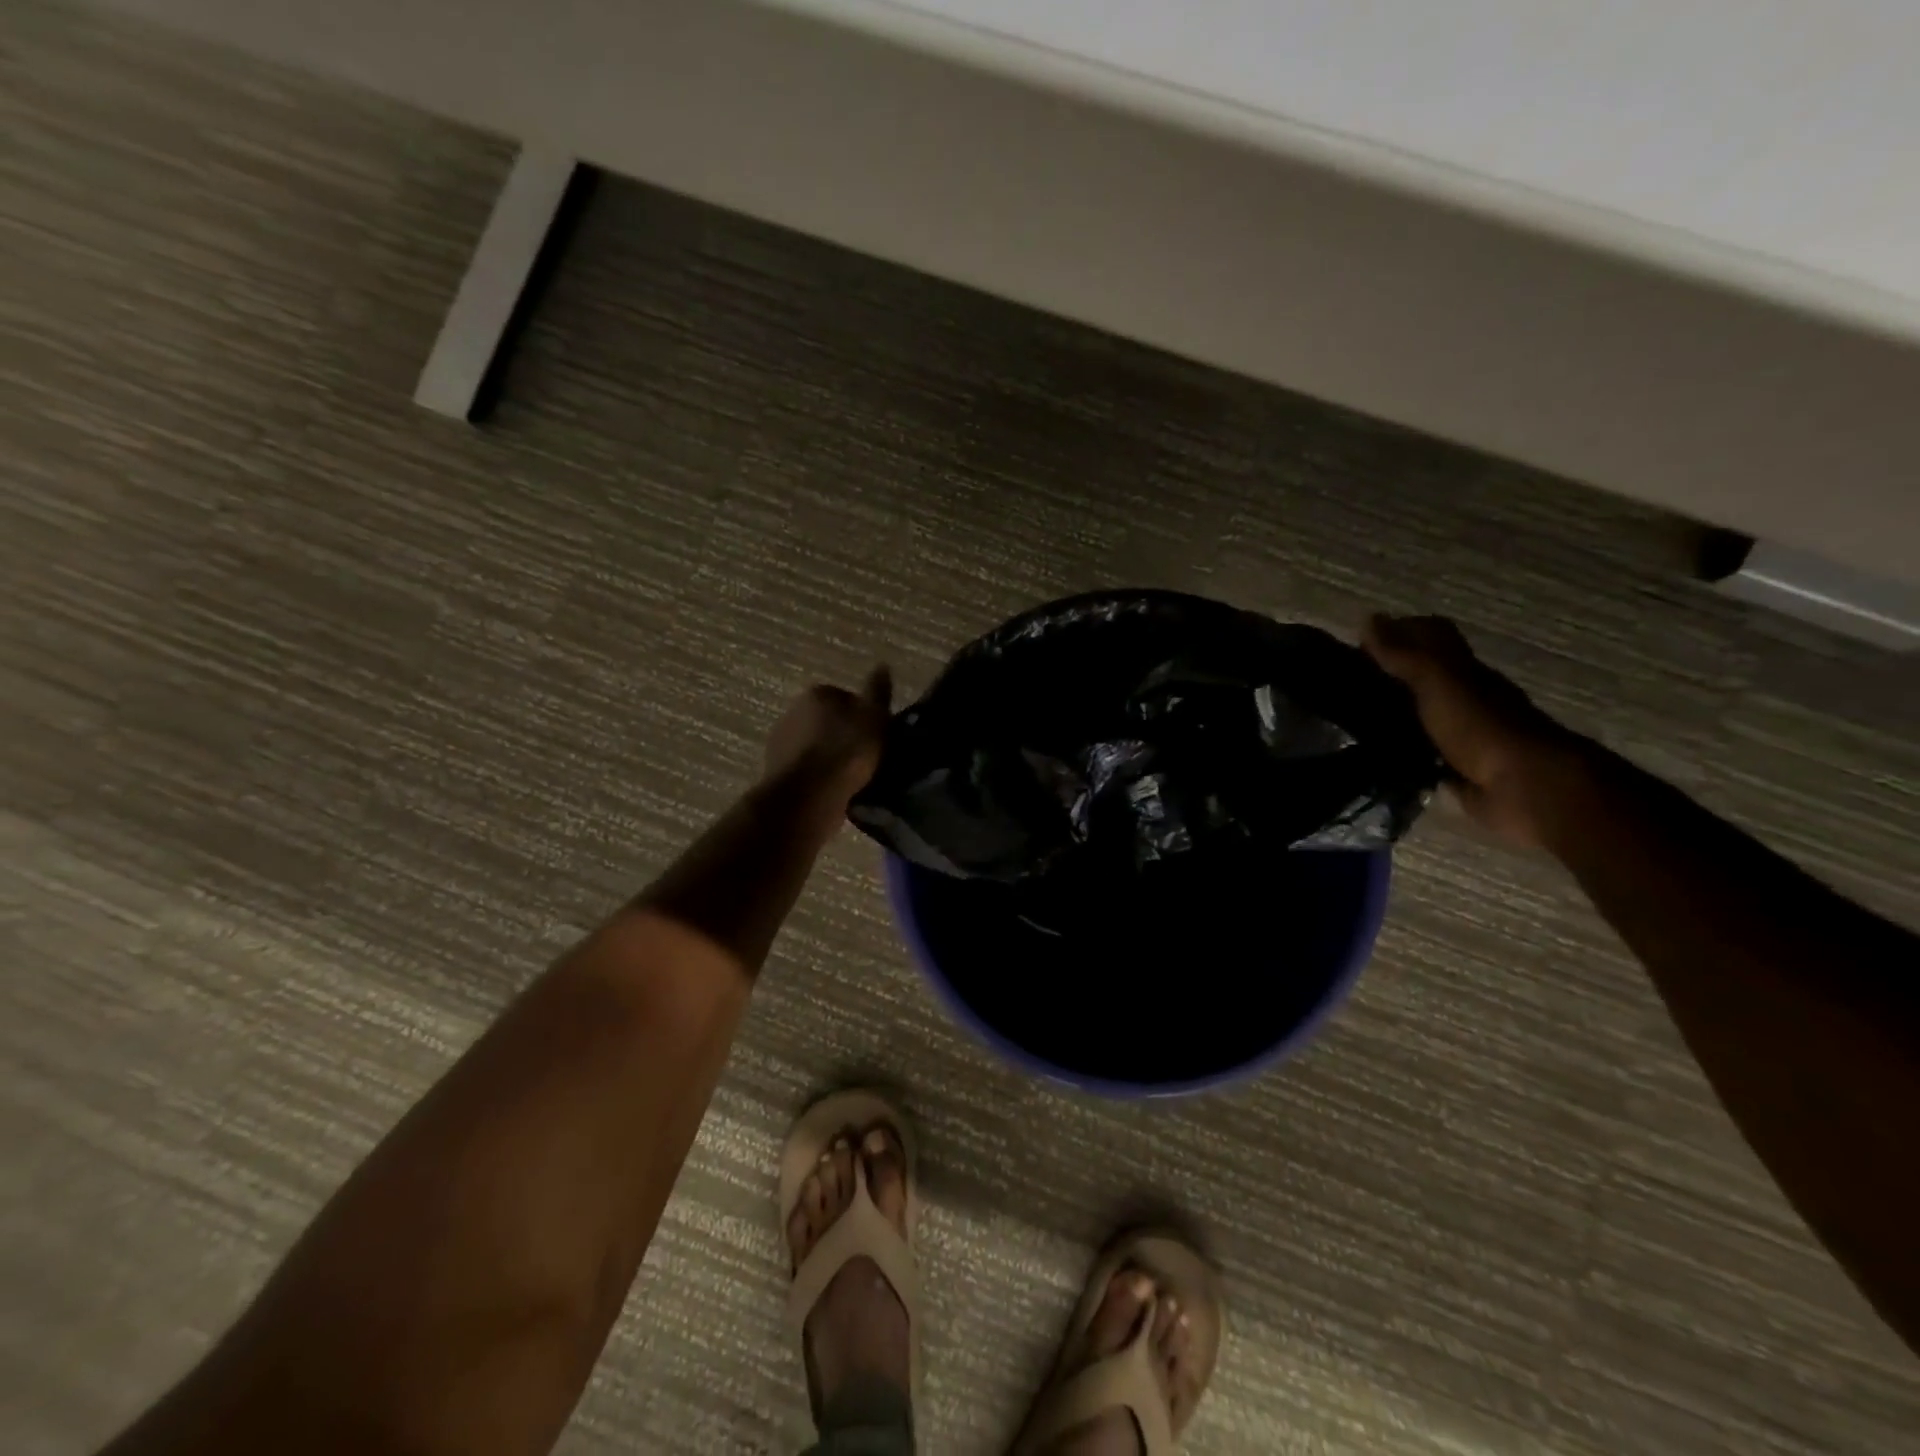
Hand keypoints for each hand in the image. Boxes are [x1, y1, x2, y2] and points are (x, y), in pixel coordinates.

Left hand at [763, 666, 892, 804]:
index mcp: (817, 693)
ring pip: (817, 746)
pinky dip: (820, 777)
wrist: (808, 797)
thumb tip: (882, 665)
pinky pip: (808, 769)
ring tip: (853, 778)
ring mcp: (781, 742)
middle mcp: (793, 711)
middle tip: (867, 757)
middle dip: (845, 736)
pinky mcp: (777, 771)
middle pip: (829, 721)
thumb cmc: (846, 752)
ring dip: (831, 757)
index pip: (846, 698)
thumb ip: (878, 692)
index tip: (877, 737)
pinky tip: (836, 790)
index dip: (865, 717)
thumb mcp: (874, 718)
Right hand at [1363, 615, 1581, 846]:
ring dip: (1392, 713)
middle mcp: (1466, 696)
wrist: (1524, 787)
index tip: (1358, 641)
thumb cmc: (1481, 727)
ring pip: (1421, 714)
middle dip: (1390, 672)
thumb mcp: (1439, 682)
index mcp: (1464, 670)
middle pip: (1425, 675)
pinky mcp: (1455, 769)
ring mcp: (1462, 734)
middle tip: (1345, 681)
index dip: (1399, 631)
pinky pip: (1421, 753)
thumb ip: (1404, 655)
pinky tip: (1371, 753)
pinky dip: (1400, 750)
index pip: (1432, 636)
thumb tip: (1368, 618)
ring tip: (1348, 717)